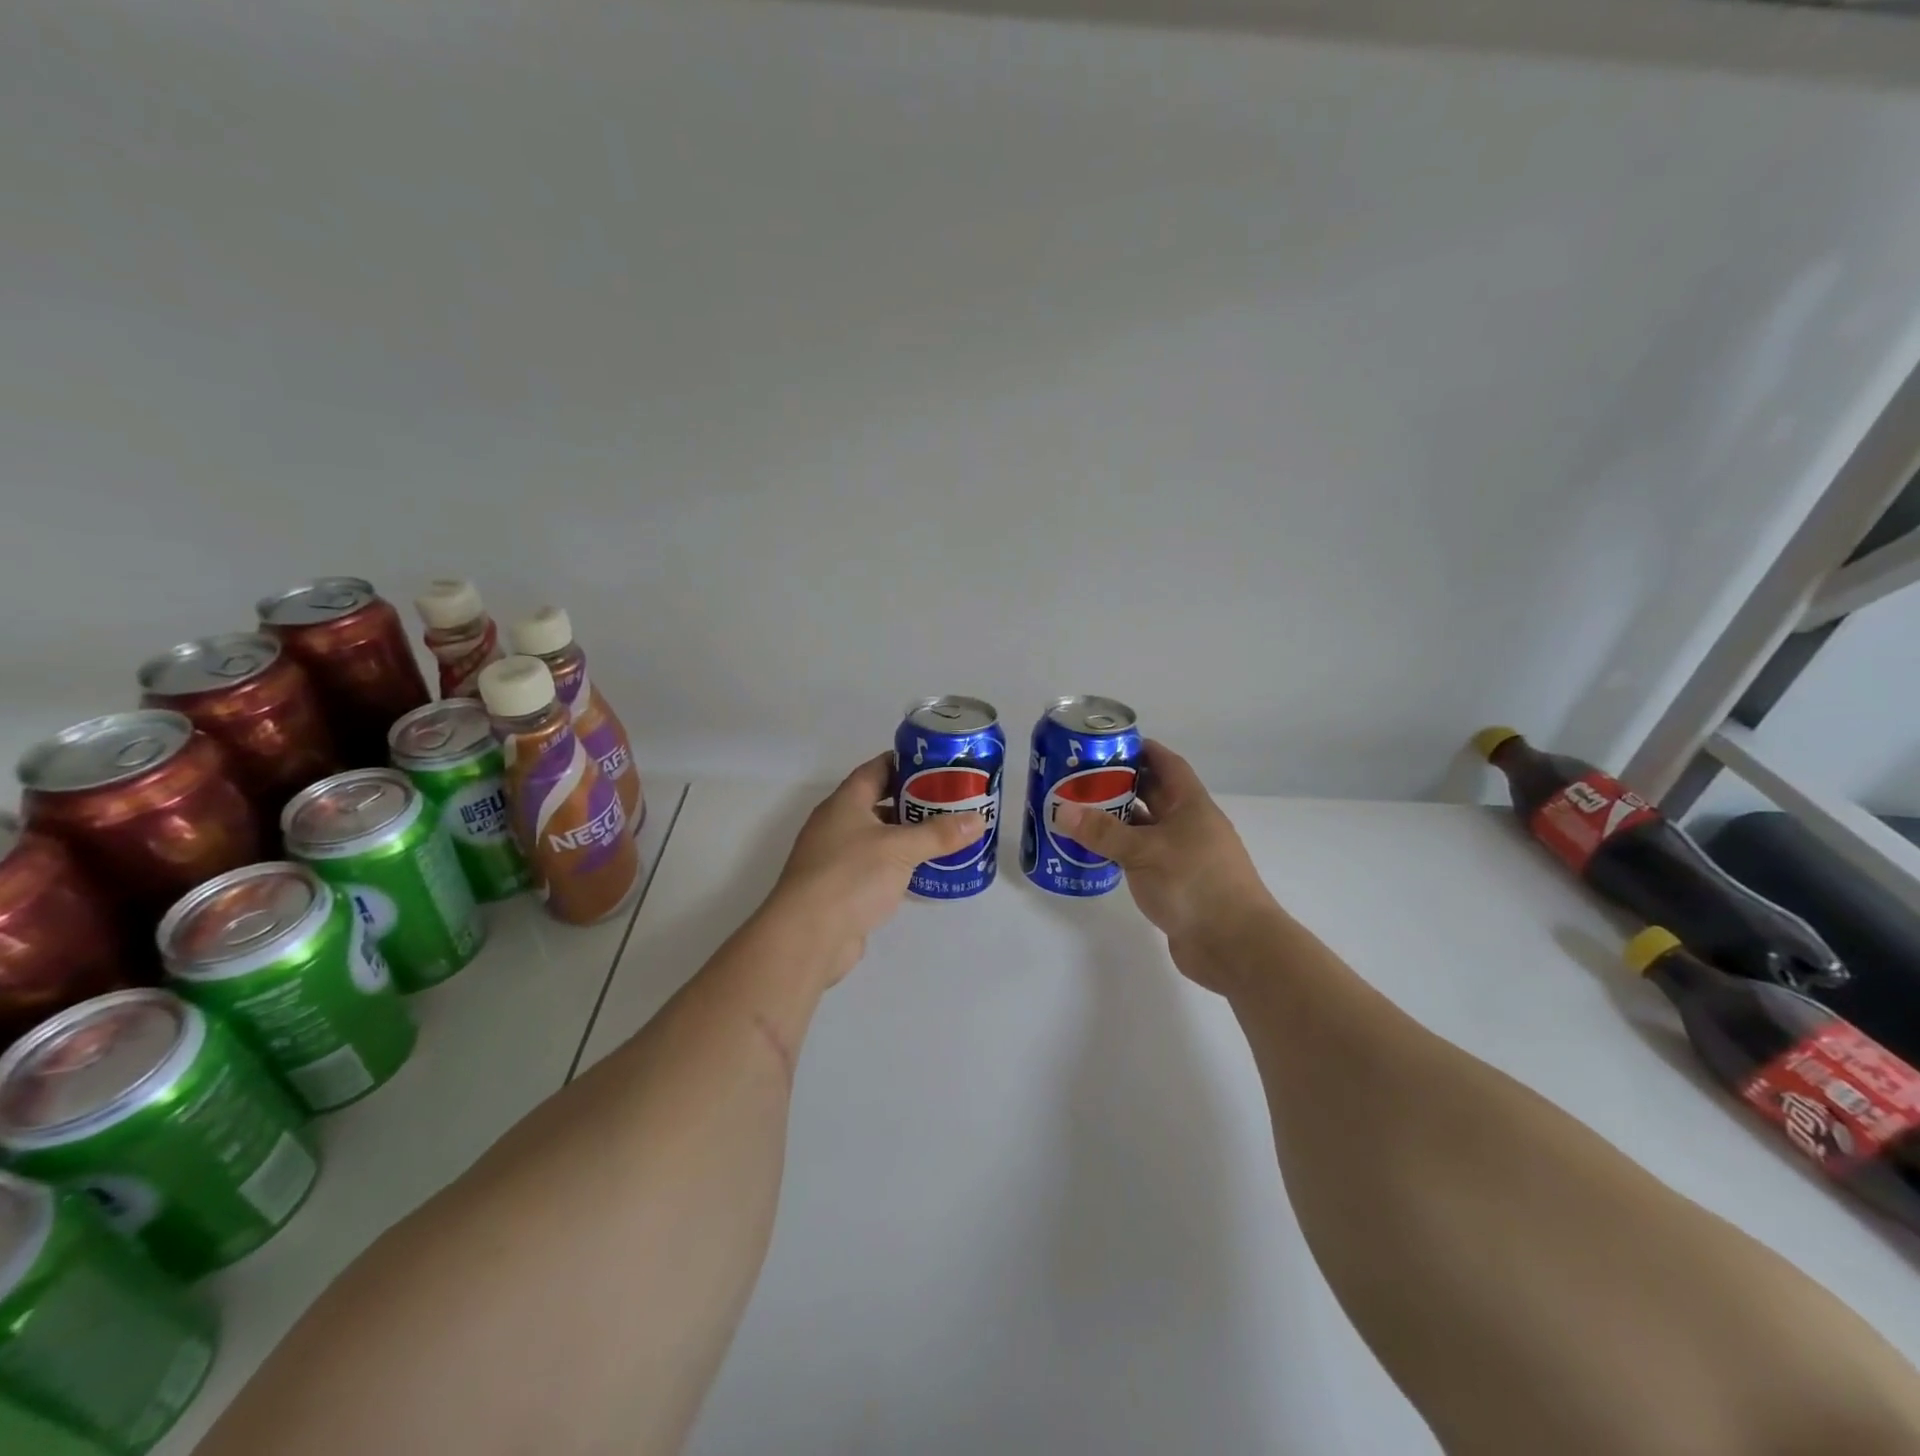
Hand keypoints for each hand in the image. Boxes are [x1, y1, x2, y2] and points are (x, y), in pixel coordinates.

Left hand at [768, 753, 986, 984]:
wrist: (808, 936)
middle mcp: (838, 825)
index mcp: (845, 803)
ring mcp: (838, 858)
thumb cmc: (850, 876)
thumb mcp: (900, 849)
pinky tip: (928, 871)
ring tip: (948, 834)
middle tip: (953, 801)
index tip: (940, 765)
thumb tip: (978, 820)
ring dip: (910, 836)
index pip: (877, 769)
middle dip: (916, 801)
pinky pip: (878, 867)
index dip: (906, 763)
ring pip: (881, 837)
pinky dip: (901, 866)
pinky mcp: (844, 888)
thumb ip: (939, 834)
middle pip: (881, 802)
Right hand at [1057, 741, 1278, 990]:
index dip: (1142, 750)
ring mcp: (1185, 857)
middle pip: (1154, 795)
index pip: (1167, 764)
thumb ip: (1103, 831)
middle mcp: (1190, 826)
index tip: (1108, 744)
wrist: (1235, 945)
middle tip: (1081, 778)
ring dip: (1119, 821)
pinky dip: (1122, 853)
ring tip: (1080, 813)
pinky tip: (1096, 854)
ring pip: (1147, 829)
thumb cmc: (1194, 883)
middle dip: (1121, 784)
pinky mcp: (1177, 885)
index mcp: (1191, 806)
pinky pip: (1144, 858)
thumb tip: (1063, 810)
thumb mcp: (1144, 851)